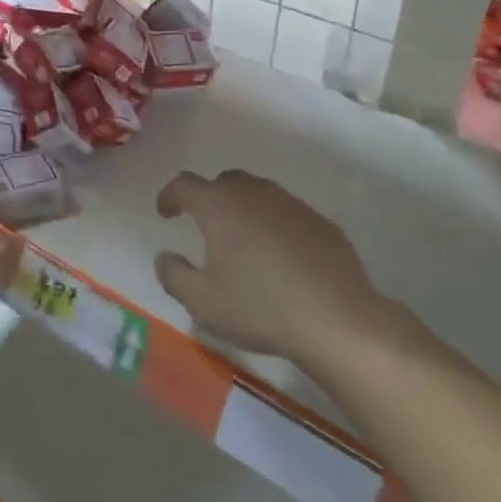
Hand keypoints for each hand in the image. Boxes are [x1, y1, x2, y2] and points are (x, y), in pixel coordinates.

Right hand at [154, 170, 402, 366]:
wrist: (336, 319)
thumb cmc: (260, 307)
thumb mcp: (203, 302)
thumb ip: (174, 276)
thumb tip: (164, 256)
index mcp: (219, 205)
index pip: (185, 184)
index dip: (171, 195)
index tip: (165, 211)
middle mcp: (254, 193)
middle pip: (225, 182)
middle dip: (211, 198)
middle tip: (206, 225)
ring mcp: (291, 204)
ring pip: (259, 195)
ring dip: (245, 211)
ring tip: (244, 243)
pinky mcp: (320, 222)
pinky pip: (288, 215)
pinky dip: (276, 227)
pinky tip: (281, 259)